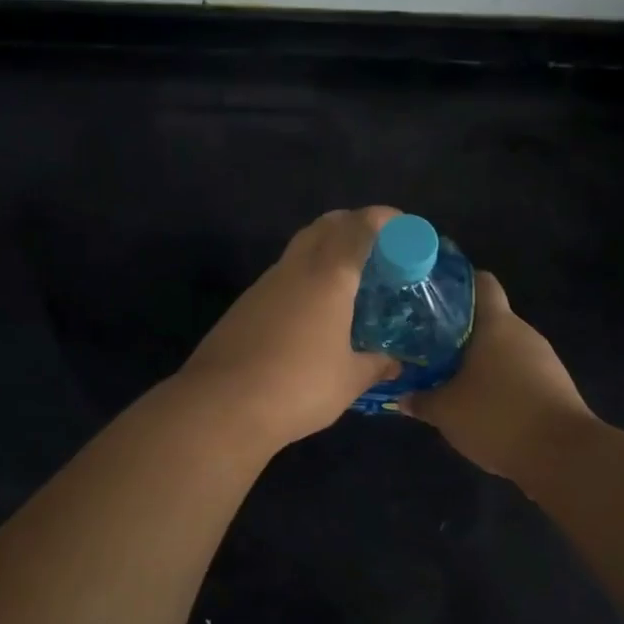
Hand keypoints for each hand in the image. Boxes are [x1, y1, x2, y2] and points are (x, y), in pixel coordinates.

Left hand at [177, 208, 401, 452]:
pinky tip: (312, 310)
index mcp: (329, 276)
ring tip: (347, 280)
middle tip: (376, 247)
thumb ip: (375, 366)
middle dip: (352, 224)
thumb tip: (394, 364)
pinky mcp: (244, 305)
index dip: (383, 219)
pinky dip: (304, 277)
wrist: (221, 405)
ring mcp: (264, 285)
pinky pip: (282, 276)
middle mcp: (295, 269)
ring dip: (325, 250)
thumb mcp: (348, 381)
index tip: (403, 226)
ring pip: (300, 249)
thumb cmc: (298, 386)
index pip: (359, 228)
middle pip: (325, 226)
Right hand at [401, 271, 592, 482]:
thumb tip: (402, 397)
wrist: (564, 456)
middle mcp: (523, 333)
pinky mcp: (555, 387)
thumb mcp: (446, 412)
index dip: (458, 283)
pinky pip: (519, 374)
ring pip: (504, 349)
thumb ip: (421, 400)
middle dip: (459, 330)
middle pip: (489, 319)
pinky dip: (499, 382)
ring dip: (479, 360)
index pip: (481, 282)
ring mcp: (544, 360)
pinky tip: (480, 403)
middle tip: (428, 344)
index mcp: (497, 324)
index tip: (433, 295)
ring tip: (448, 376)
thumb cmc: (498, 416)